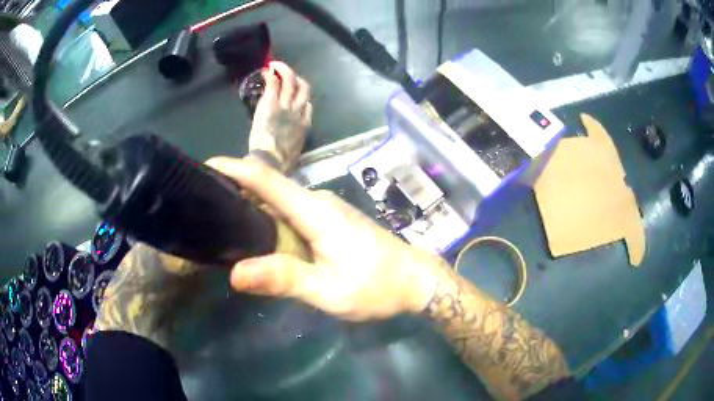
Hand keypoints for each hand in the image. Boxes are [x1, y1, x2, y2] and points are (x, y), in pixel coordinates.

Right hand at [206, 157, 440, 320]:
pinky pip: (290, 213)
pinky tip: (256, 237)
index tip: (203, 167)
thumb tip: (235, 272)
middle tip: (203, 208)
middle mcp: (317, 201)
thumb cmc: (377, 287)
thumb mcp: (329, 291)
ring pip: (278, 201)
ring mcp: (324, 208)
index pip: (266, 180)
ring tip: (221, 224)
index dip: (234, 169)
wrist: (416, 280)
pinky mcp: (328, 219)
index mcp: (315, 212)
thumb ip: (284, 279)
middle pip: (268, 187)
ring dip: (250, 207)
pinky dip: (269, 220)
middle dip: (234, 191)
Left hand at [248, 61, 311, 172]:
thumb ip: (293, 143)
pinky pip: (273, 84)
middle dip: (297, 80)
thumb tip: (287, 147)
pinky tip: (266, 70)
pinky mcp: (271, 103)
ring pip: (290, 80)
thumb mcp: (294, 153)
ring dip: (284, 70)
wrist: (270, 162)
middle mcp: (298, 111)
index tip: (295, 98)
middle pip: (304, 89)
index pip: (308, 107)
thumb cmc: (281, 163)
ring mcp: (285, 105)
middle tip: (287, 76)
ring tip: (276, 65)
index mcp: (304, 125)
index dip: (302, 100)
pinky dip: (271, 74)